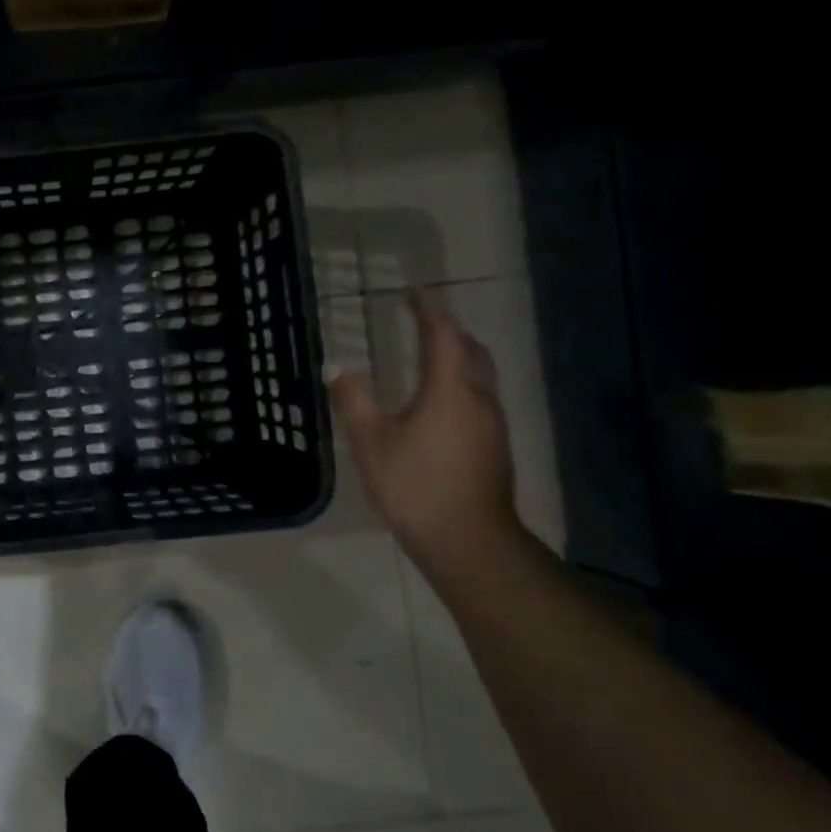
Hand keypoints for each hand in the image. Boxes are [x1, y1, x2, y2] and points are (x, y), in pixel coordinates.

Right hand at [328, 286, 519, 566]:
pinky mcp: (493, 447)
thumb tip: (338, 368)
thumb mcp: (371, 442)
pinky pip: (479, 397)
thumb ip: (353, 401)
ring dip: (458, 355)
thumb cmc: (416, 485)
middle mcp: (478, 398)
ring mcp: (491, 424)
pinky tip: (441, 400)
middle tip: (424, 319)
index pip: (442, 335)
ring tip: (432, 353)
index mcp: (449, 389)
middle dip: (449, 330)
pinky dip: (461, 382)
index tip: (413, 291)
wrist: (468, 540)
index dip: (428, 310)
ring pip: (480, 375)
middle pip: (471, 351)